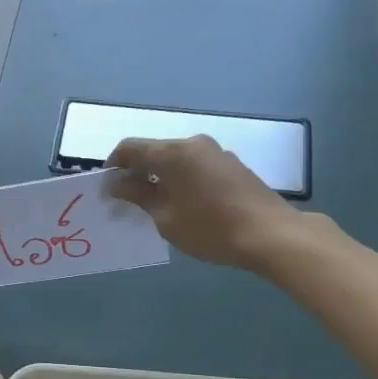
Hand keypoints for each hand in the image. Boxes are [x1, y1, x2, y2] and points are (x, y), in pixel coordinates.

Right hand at [106, 135, 304, 268]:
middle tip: (127, 202)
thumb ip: (139, 196)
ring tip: (155, 206)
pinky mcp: (232, 166)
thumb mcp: (166, 218)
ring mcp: (216, 153)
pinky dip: (181, 180)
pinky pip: (195, 167)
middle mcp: (194, 144)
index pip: (130, 148)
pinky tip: (183, 205)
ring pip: (176, 160)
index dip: (112, 166)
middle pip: (154, 152)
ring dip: (160, 177)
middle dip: (136, 173)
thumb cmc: (211, 229)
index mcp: (174, 153)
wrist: (271, 235)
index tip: (106, 190)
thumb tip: (117, 183)